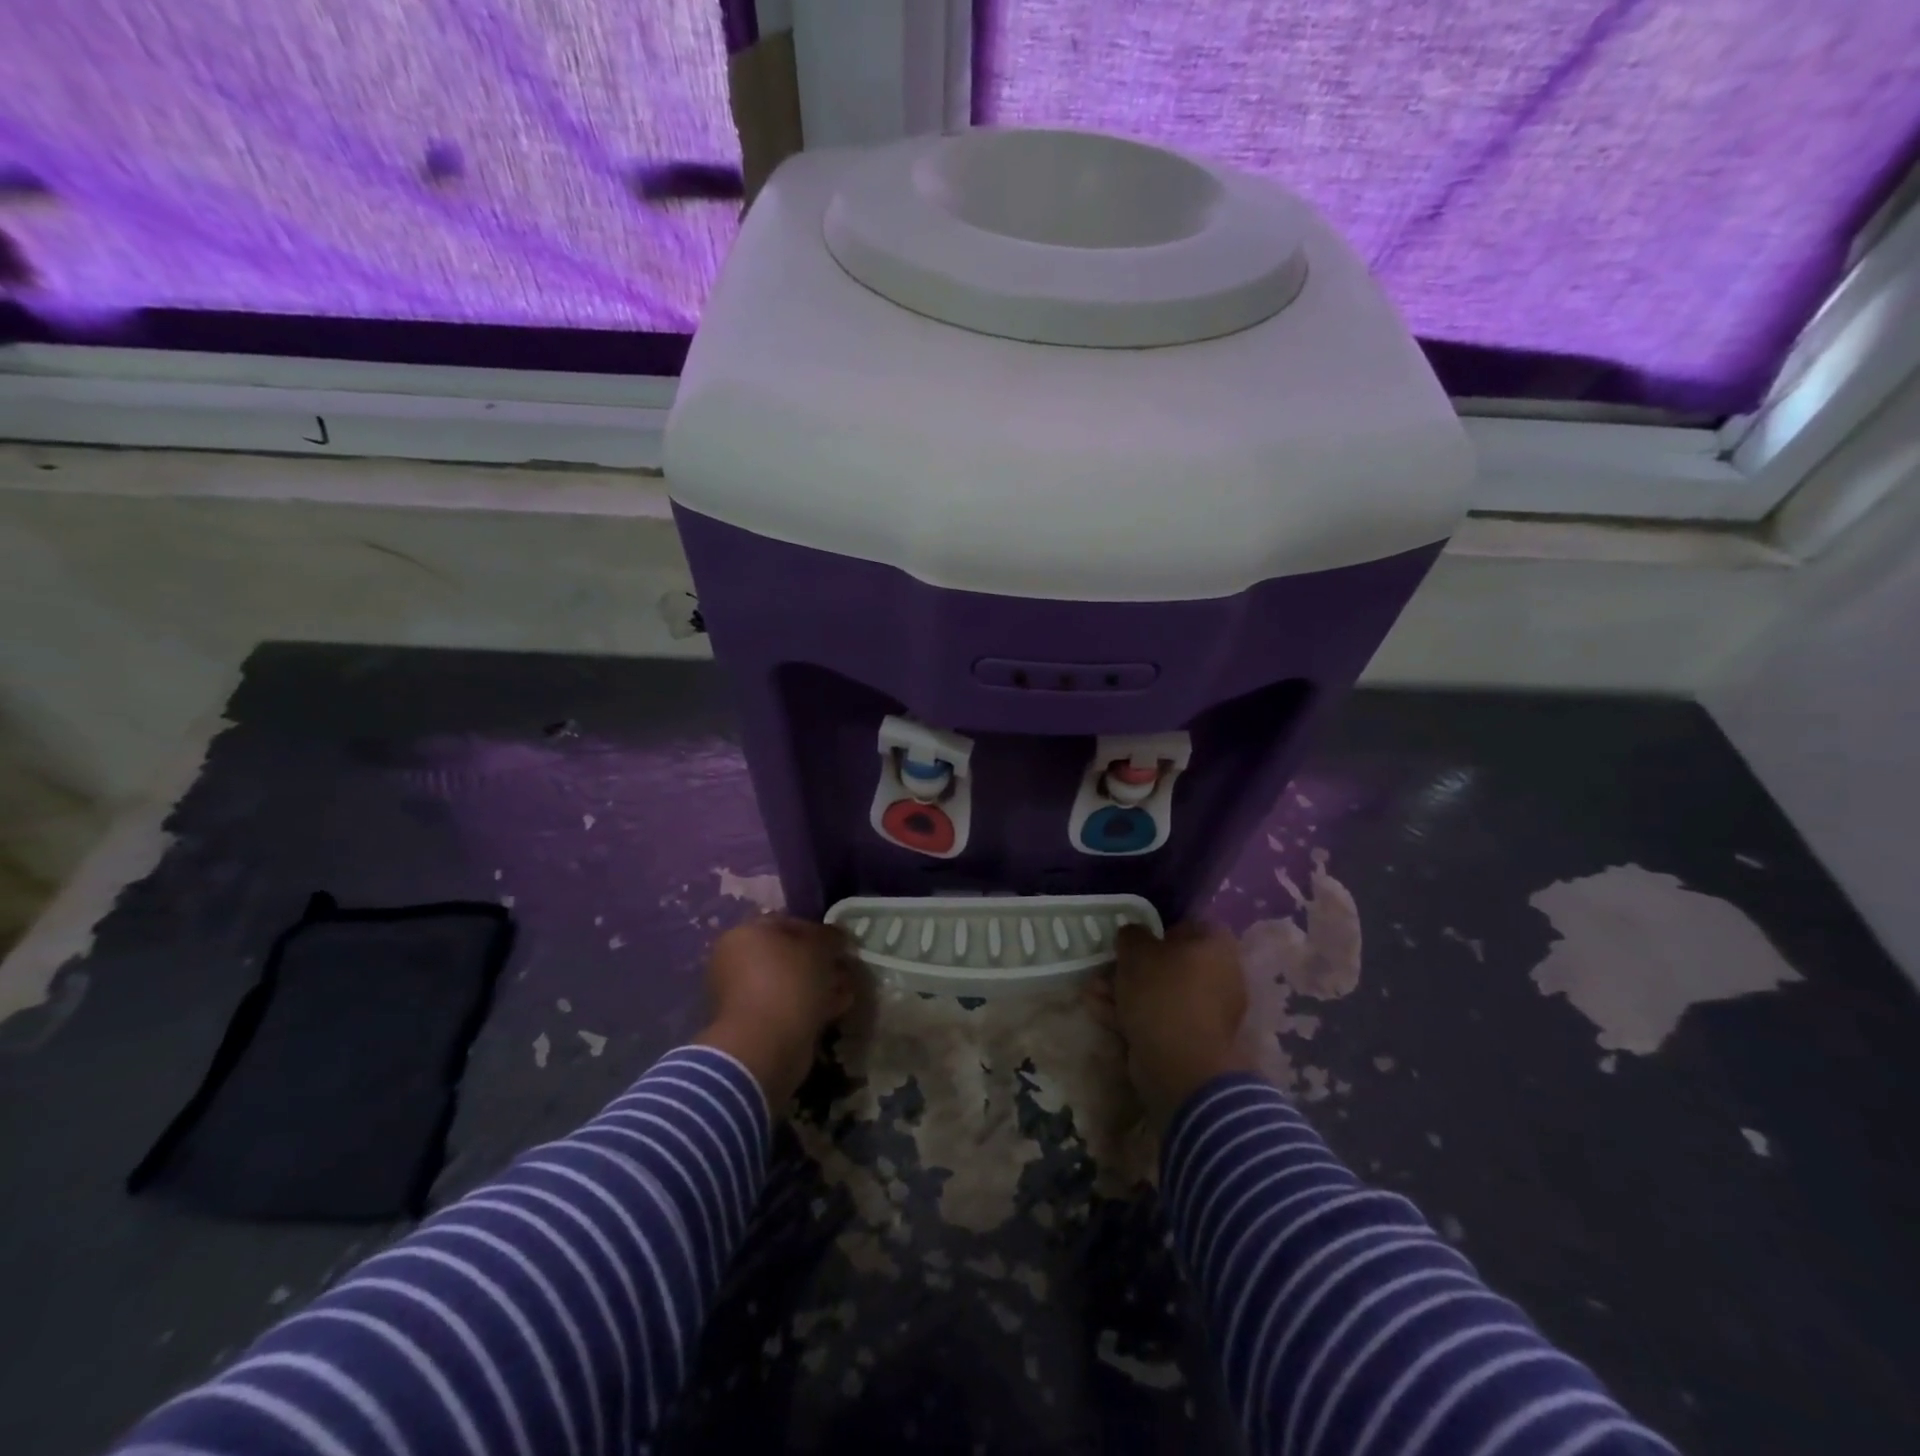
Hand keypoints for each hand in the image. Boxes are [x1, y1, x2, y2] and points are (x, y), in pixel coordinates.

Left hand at [694, 915, 857, 1110]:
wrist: (764, 1045)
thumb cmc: (788, 982)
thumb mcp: (818, 948)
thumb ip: (830, 937)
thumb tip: (837, 938)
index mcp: (744, 935)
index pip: (787, 923)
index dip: (819, 931)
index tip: (843, 944)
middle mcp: (737, 962)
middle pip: (788, 955)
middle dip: (821, 961)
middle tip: (846, 968)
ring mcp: (744, 995)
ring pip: (790, 983)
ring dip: (820, 984)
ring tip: (847, 989)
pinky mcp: (755, 1024)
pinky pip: (789, 1006)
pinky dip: (812, 1005)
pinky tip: (838, 1007)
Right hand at [1087, 920, 1252, 1129]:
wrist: (1180, 1065)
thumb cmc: (1163, 993)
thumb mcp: (1137, 951)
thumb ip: (1132, 935)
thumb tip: (1134, 935)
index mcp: (1216, 947)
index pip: (1187, 925)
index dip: (1157, 928)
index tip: (1131, 937)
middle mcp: (1219, 976)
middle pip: (1171, 962)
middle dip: (1134, 965)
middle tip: (1105, 965)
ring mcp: (1207, 1012)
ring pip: (1160, 992)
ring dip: (1125, 990)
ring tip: (1091, 990)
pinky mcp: (1191, 1040)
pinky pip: (1159, 1017)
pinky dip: (1131, 1013)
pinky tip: (1097, 1010)